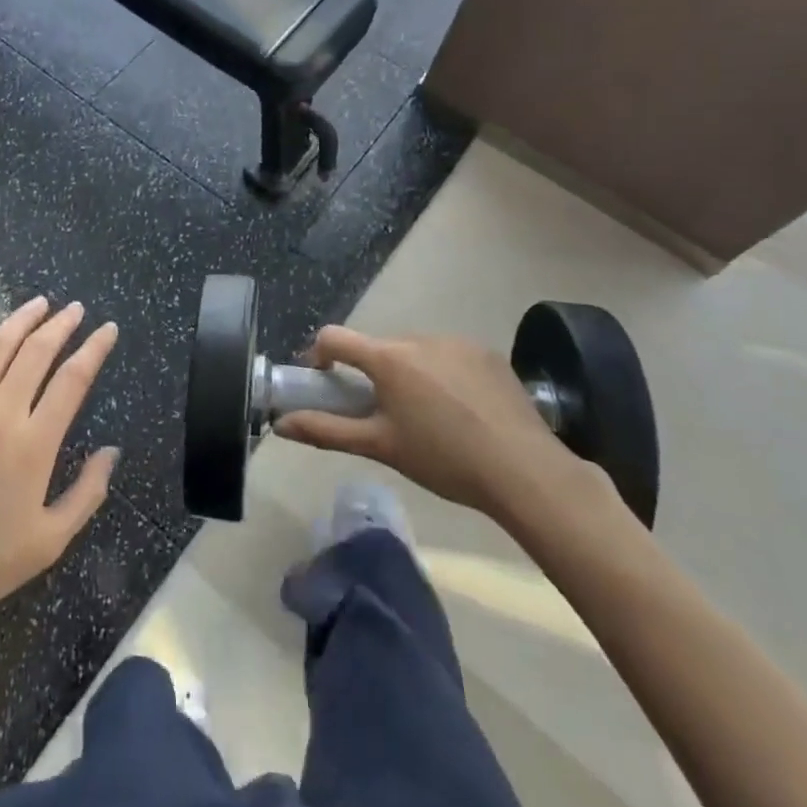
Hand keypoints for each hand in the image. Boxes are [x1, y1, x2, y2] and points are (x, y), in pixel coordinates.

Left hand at [0, 298, 119, 631]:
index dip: (94, 348)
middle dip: (61, 325)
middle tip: (75, 309)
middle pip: (36, 352)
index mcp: (34, 445)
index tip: (107, 328)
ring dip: (20, 320)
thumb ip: (87, 493)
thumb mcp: (50, 541)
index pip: (73, 379)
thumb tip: (112, 451)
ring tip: (38, 304)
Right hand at [275, 325, 603, 533]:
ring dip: (408, 372)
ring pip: (415, 351)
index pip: (335, 337)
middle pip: (378, 347)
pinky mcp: (486, 352)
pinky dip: (442, 374)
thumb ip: (327, 431)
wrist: (525, 470)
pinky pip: (448, 355)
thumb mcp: (381, 447)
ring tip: (426, 417)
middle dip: (370, 372)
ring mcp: (456, 341)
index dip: (319, 354)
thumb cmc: (443, 459)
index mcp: (388, 357)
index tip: (321, 380)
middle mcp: (419, 338)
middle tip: (380, 413)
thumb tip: (281, 424)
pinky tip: (461, 411)